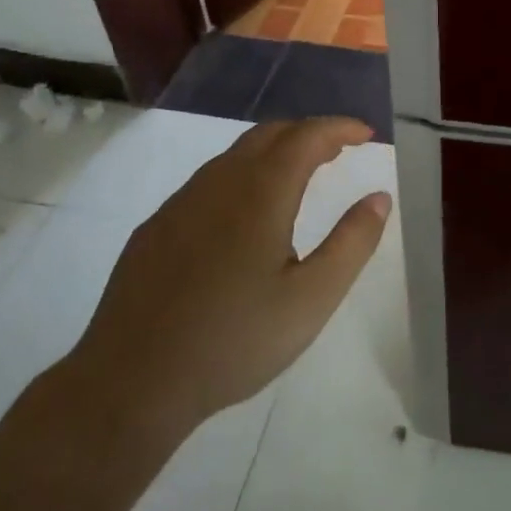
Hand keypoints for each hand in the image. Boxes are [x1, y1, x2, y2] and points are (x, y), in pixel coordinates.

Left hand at [67, 118, 390, 438]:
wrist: (132, 381)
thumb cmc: (234, 340)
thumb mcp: (312, 299)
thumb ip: (352, 243)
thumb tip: (379, 197)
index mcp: (260, 193)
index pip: (306, 137)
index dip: (340, 128)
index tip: (366, 134)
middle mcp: (218, 183)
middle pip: (269, 135)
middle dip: (308, 134)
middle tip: (338, 152)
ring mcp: (180, 203)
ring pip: (234, 156)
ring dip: (273, 153)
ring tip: (299, 178)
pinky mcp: (156, 228)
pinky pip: (208, 183)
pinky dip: (242, 177)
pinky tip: (244, 218)